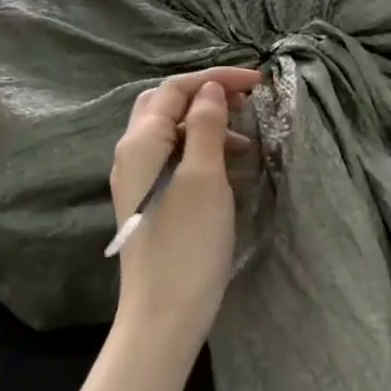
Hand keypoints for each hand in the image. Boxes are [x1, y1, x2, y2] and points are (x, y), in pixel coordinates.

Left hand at [110, 67, 261, 348]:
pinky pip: (174, 156)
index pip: (175, 89)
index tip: (257, 82)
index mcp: (141, 142)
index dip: (216, 78)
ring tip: (245, 136)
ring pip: (170, 130)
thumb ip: (206, 126)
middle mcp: (132, 154)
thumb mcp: (205, 176)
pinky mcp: (150, 199)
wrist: (164, 311)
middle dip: (205, 94)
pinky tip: (228, 164)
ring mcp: (138, 178)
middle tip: (245, 100)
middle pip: (166, 104)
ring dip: (206, 122)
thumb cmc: (189, 242)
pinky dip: (201, 148)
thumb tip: (210, 91)